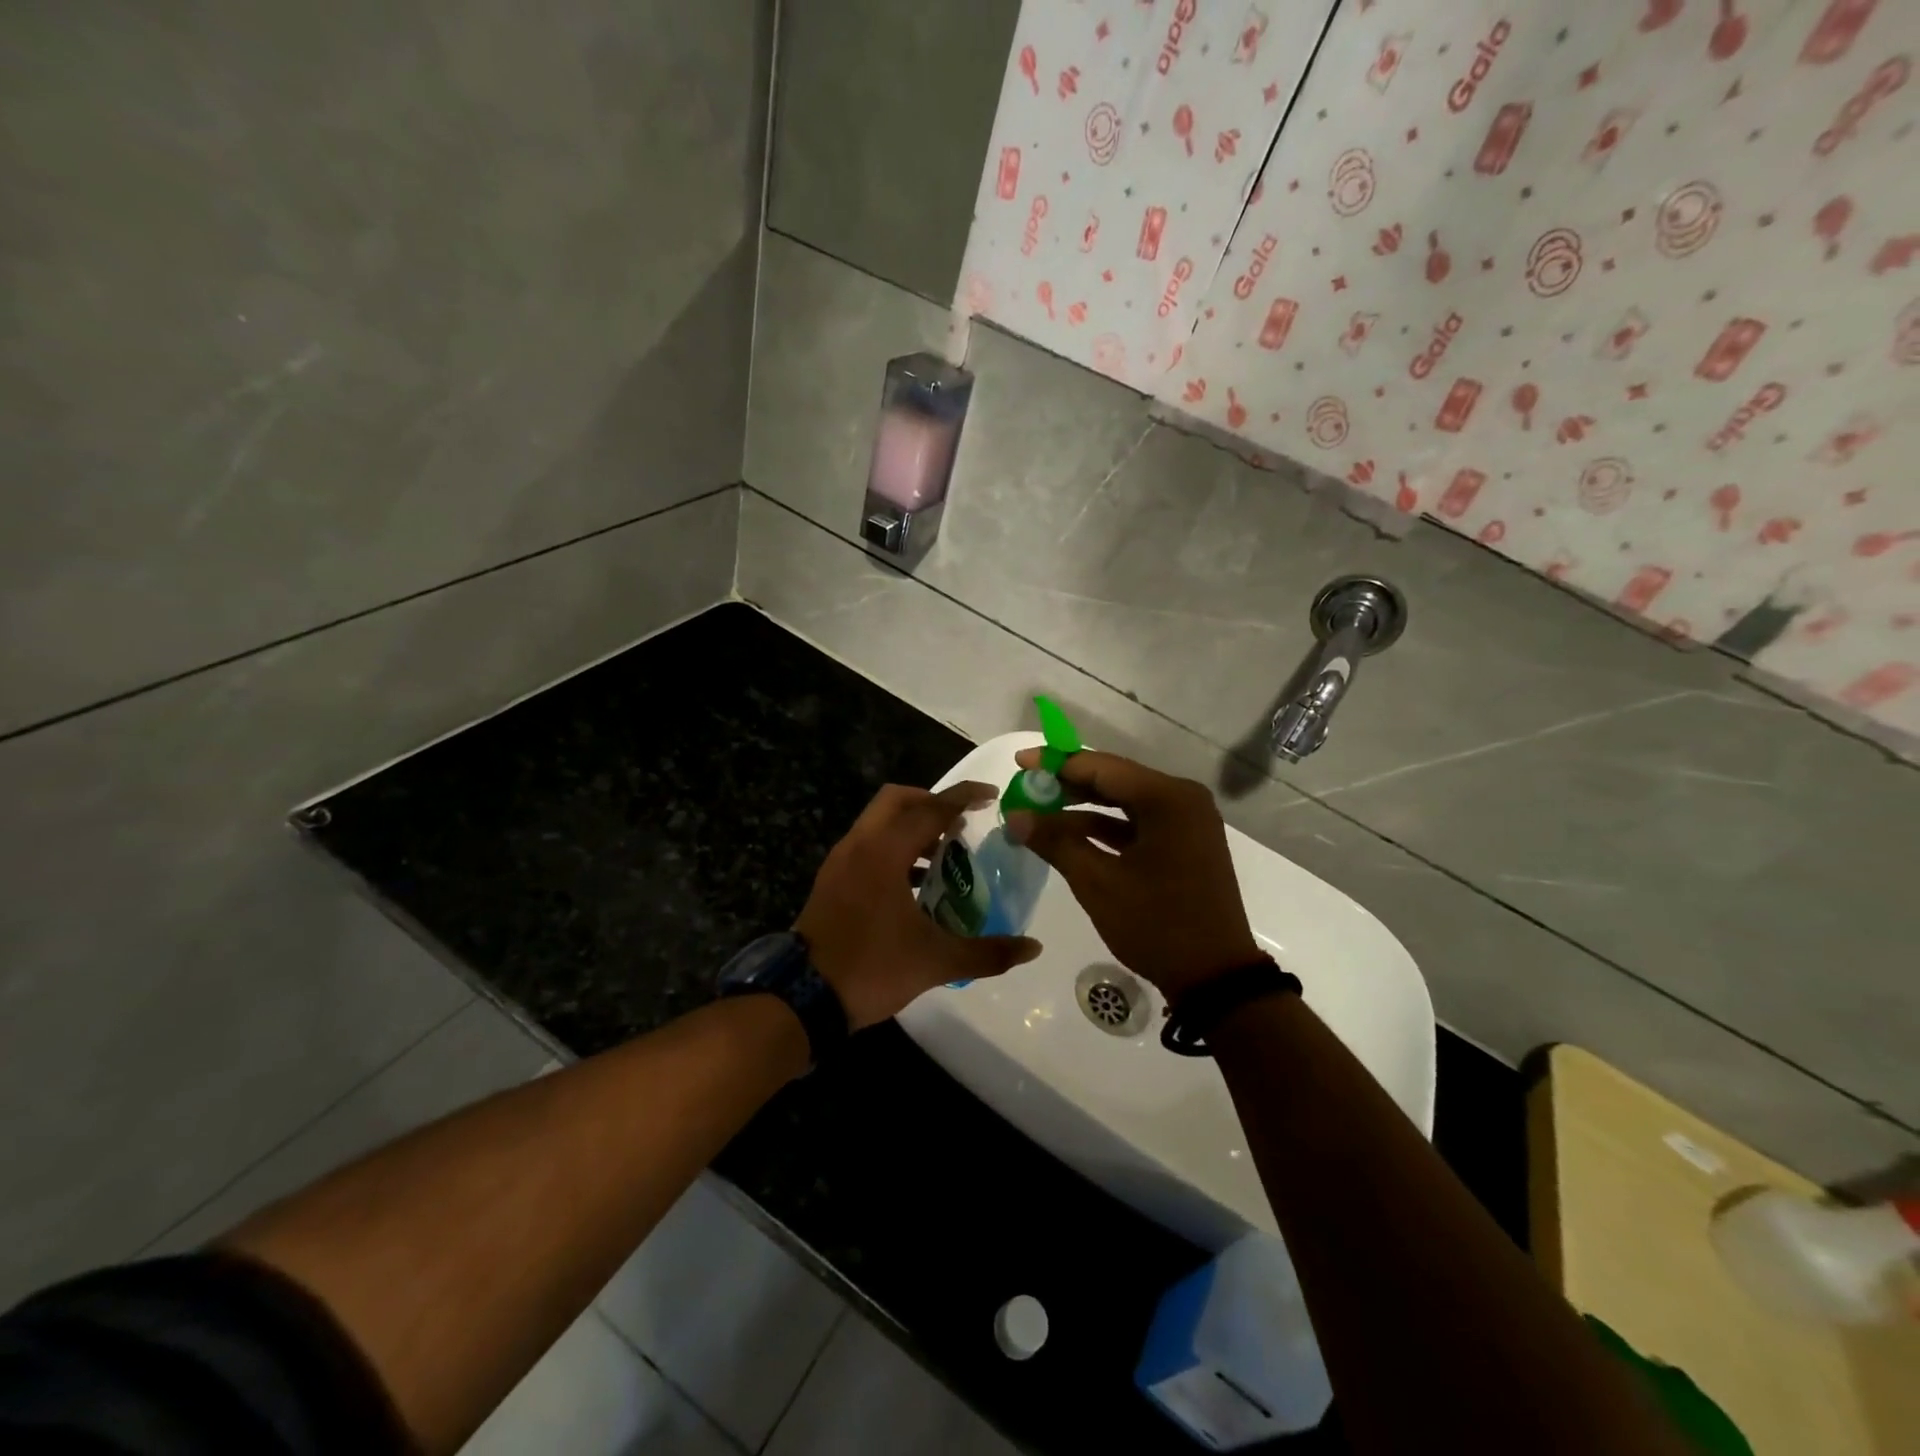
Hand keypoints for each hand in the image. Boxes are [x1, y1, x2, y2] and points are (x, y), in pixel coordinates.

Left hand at [796, 783, 1042, 1031]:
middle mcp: (859, 845)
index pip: (931, 809)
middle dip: (931, 802)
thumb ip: (988, 952)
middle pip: (897, 800)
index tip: (991, 795)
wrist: (803, 998)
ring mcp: (840, 861)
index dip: (963, 797)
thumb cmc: (872, 968)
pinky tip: (915, 883)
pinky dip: (894, 848)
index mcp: (884, 852)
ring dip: (912, 827)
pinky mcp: (832, 880)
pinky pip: (868, 845)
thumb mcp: (936, 961)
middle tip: (961, 823)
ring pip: (879, 822)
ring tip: (944, 853)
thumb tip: (1033, 948)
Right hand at [1007, 749, 1258, 1004]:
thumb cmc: (1156, 924)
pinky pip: (1137, 823)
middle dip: (1067, 785)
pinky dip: (1105, 828)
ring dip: (1083, 808)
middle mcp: (1182, 799)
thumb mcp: (1098, 882)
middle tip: (1025, 789)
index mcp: (1167, 798)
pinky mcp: (1184, 844)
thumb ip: (1055, 842)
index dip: (1056, 764)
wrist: (1214, 977)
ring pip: (1124, 802)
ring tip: (1039, 813)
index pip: (1101, 767)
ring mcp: (1186, 822)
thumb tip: (1015, 816)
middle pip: (1114, 780)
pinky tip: (1069, 836)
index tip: (1019, 763)